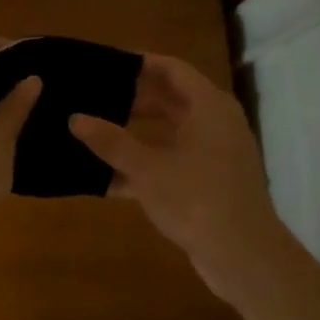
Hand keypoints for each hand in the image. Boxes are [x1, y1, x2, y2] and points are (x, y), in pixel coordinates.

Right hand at [70, 55, 289, 303]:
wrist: (244, 257)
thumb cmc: (198, 199)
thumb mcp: (147, 169)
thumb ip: (110, 142)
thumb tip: (75, 118)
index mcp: (208, 107)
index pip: (171, 69)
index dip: (139, 63)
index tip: (105, 63)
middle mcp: (215, 123)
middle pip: (169, 99)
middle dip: (131, 98)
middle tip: (94, 95)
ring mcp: (214, 155)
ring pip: (168, 133)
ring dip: (135, 133)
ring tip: (94, 131)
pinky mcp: (208, 183)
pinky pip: (171, 162)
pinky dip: (144, 165)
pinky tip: (107, 178)